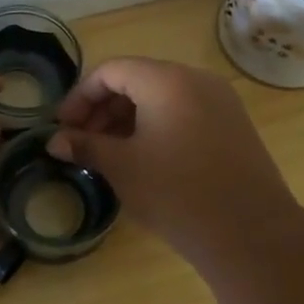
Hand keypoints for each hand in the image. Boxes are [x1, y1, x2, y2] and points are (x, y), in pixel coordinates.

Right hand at [48, 57, 297, 266]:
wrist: (249, 233)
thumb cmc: (176, 193)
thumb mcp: (122, 167)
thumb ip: (85, 146)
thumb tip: (55, 141)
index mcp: (167, 81)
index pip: (111, 71)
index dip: (80, 96)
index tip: (63, 127)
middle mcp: (196, 80)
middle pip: (138, 80)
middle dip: (103, 108)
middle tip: (82, 142)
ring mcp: (221, 102)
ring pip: (162, 97)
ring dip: (128, 119)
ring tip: (109, 153)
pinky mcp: (233, 126)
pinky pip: (185, 113)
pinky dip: (157, 126)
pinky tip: (145, 159)